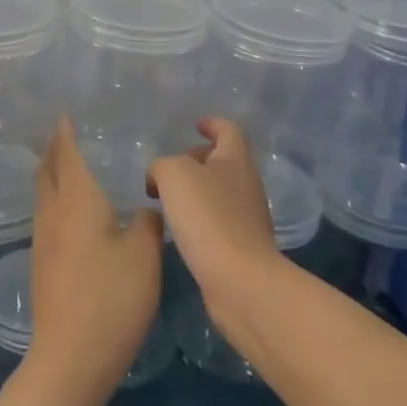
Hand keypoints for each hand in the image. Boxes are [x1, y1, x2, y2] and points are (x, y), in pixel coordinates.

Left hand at [29, 118, 162, 398]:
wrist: (70, 357)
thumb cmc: (112, 298)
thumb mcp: (144, 255)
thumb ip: (149, 224)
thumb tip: (149, 209)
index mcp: (77, 200)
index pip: (66, 155)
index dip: (64, 134)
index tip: (64, 116)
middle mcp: (53, 213)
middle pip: (46, 171)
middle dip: (52, 149)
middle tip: (62, 134)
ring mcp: (43, 241)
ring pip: (43, 194)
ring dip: (50, 174)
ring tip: (66, 166)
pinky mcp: (42, 265)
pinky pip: (46, 216)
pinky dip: (55, 199)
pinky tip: (71, 212)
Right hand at [148, 118, 283, 327]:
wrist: (240, 282)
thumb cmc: (208, 217)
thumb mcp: (174, 175)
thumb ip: (161, 165)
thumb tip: (159, 176)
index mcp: (236, 159)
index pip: (228, 130)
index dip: (212, 124)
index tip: (195, 126)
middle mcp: (246, 184)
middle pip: (223, 161)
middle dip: (197, 160)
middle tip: (169, 169)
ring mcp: (247, 217)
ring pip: (219, 192)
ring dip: (195, 191)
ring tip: (167, 200)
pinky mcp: (242, 247)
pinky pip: (218, 221)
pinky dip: (199, 218)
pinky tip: (179, 230)